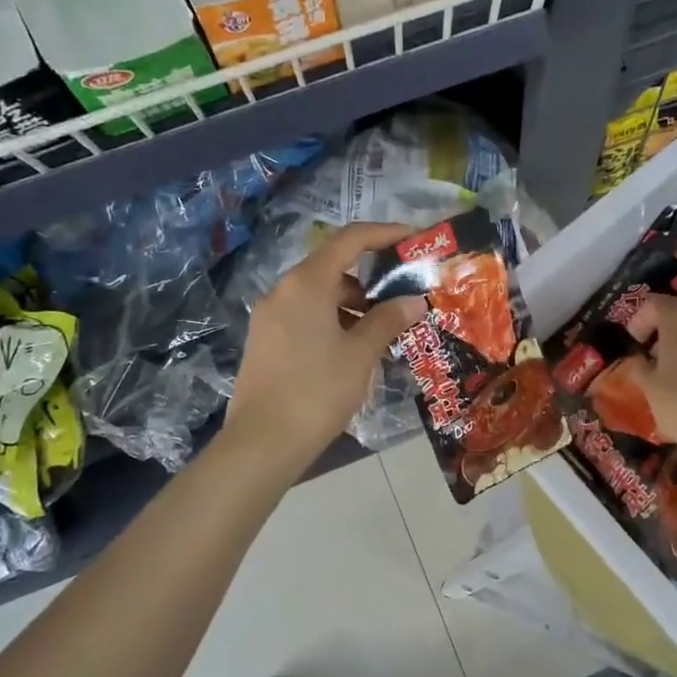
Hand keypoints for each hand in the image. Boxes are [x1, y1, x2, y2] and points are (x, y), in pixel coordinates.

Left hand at [225, 222, 426, 465]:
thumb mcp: (360, 354)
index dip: (385, 233)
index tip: (414, 239)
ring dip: (353, 302)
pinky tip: (353, 348)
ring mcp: (270, 316)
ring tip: (384, 328)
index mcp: (306, 283)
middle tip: (404, 295)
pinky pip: (305, 315)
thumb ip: (388, 320)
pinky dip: (333, 319)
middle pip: (333, 266)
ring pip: (319, 294)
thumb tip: (413, 301)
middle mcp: (283, 291)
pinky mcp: (266, 340)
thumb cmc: (317, 391)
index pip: (350, 239)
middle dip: (372, 276)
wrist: (262, 443)